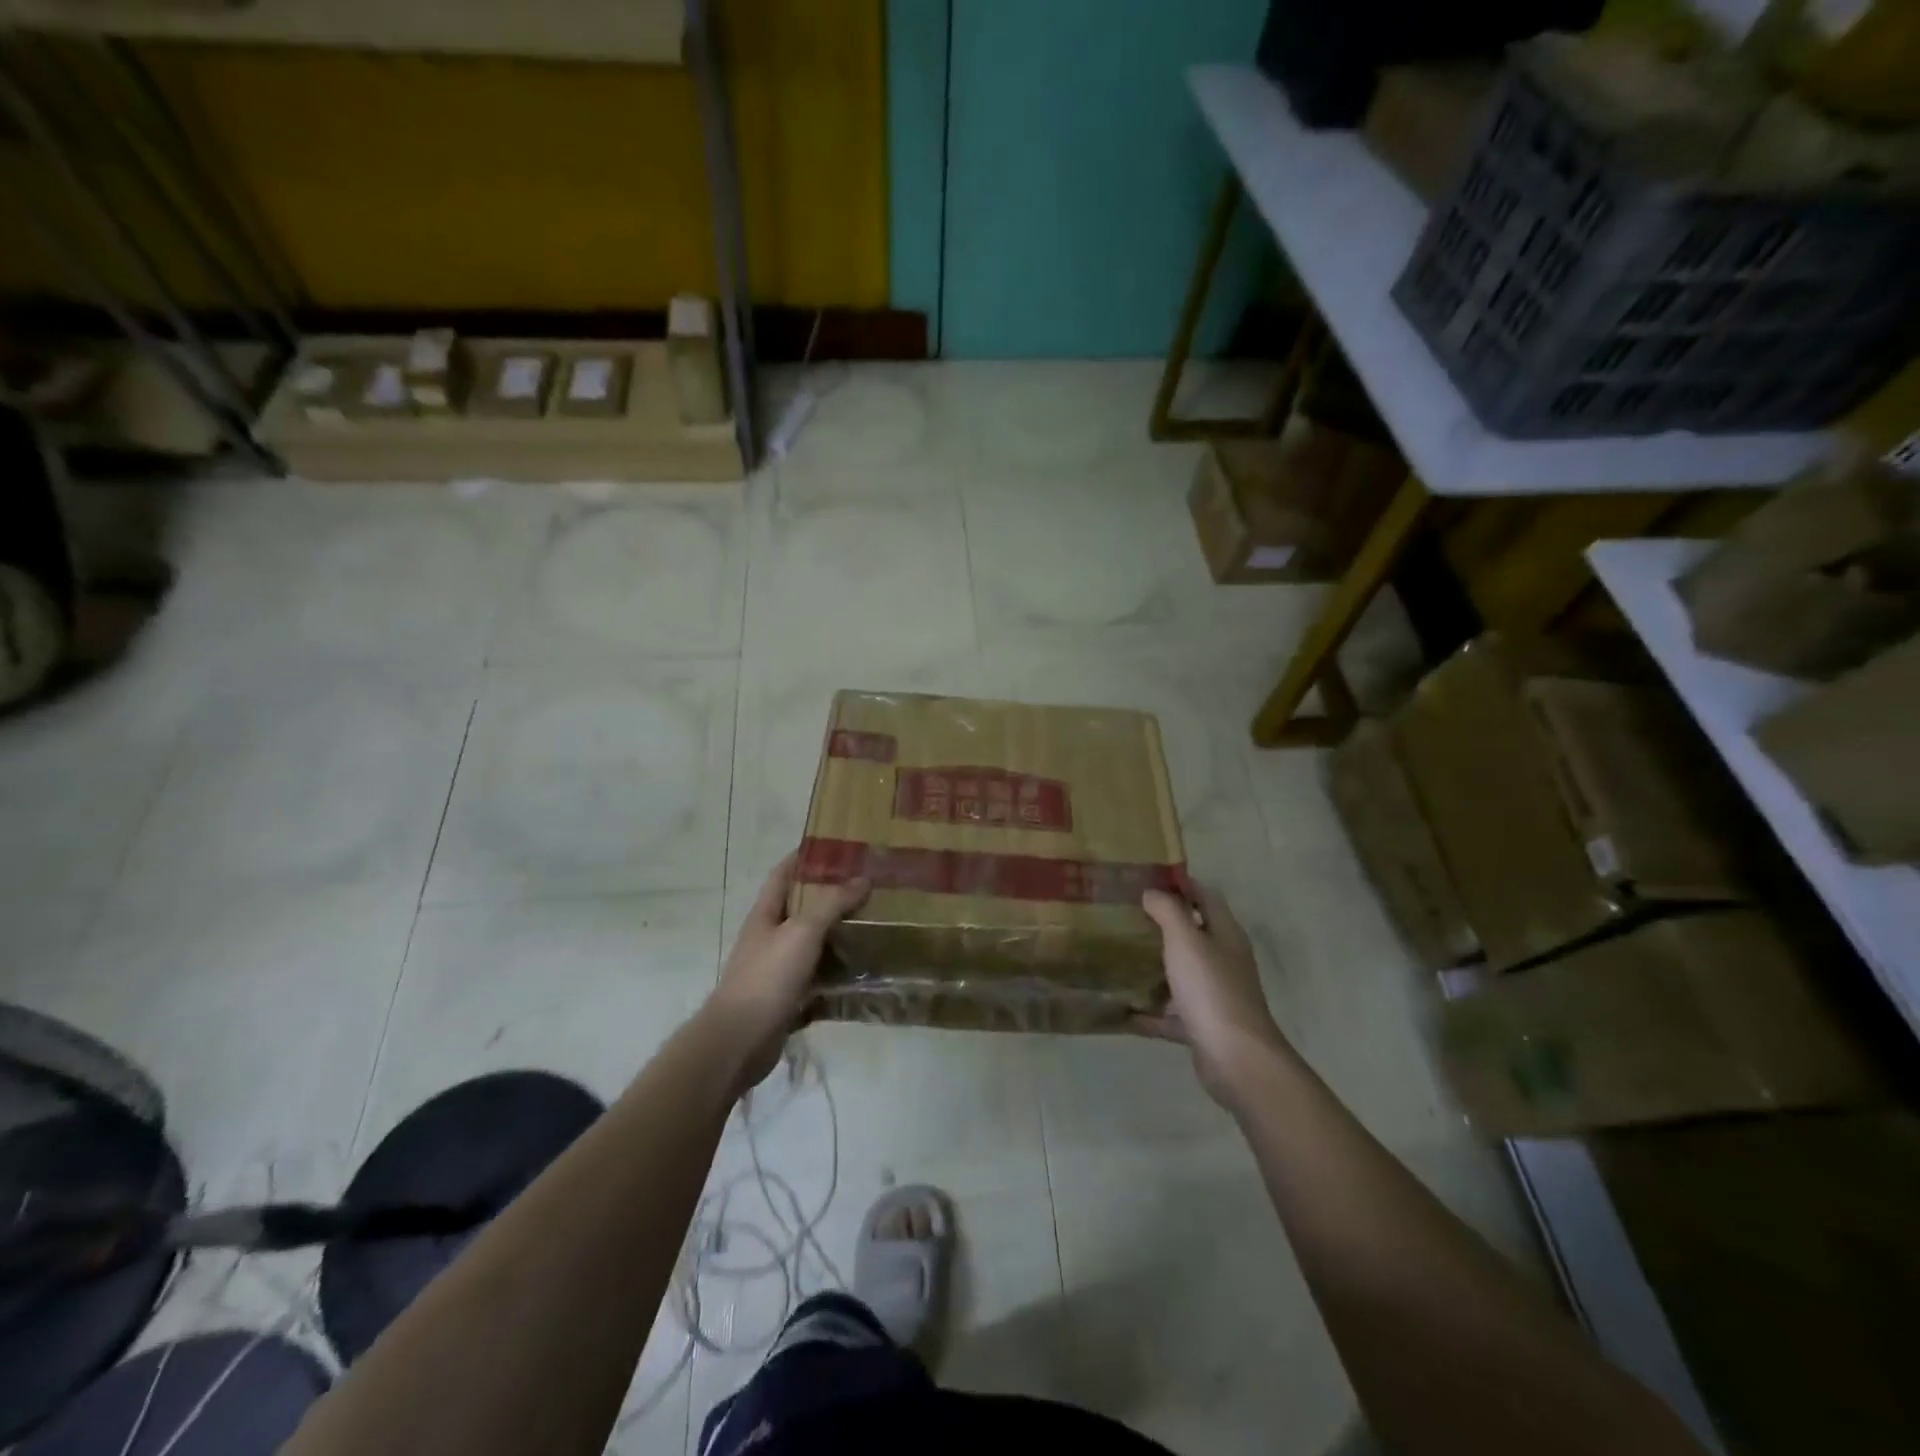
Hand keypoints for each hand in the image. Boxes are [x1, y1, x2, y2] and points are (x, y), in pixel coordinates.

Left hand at [707, 853, 868, 1093]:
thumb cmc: (767, 977)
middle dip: (831, 896)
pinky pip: (819, 978)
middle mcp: (770, 937)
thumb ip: (831, 904)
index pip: (783, 873)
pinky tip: (864, 971)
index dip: (805, 857)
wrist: (740, 1041)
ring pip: (813, 944)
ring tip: (874, 924)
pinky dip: (838, 973)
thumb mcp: (801, 932)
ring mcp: (778, 969)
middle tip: (868, 886)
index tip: (837, 847)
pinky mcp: (789, 998)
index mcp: (766, 914)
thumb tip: (862, 878)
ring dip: (839, 935)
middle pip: (802, 908)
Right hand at [1136, 881, 1287, 1107]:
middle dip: (1163, 923)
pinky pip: (1172, 1014)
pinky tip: (1125, 1010)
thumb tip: (1153, 892)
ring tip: (1120, 955)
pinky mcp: (1204, 1026)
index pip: (1206, 897)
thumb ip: (1169, 911)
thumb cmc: (1211, 989)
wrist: (1236, 1059)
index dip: (1182, 884)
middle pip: (1194, 934)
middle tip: (1126, 914)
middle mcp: (1224, 961)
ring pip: (1182, 973)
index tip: (1147, 877)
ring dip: (1156, 966)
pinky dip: (1151, 1012)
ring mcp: (1215, 995)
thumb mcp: (1186, 940)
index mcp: (1226, 934)